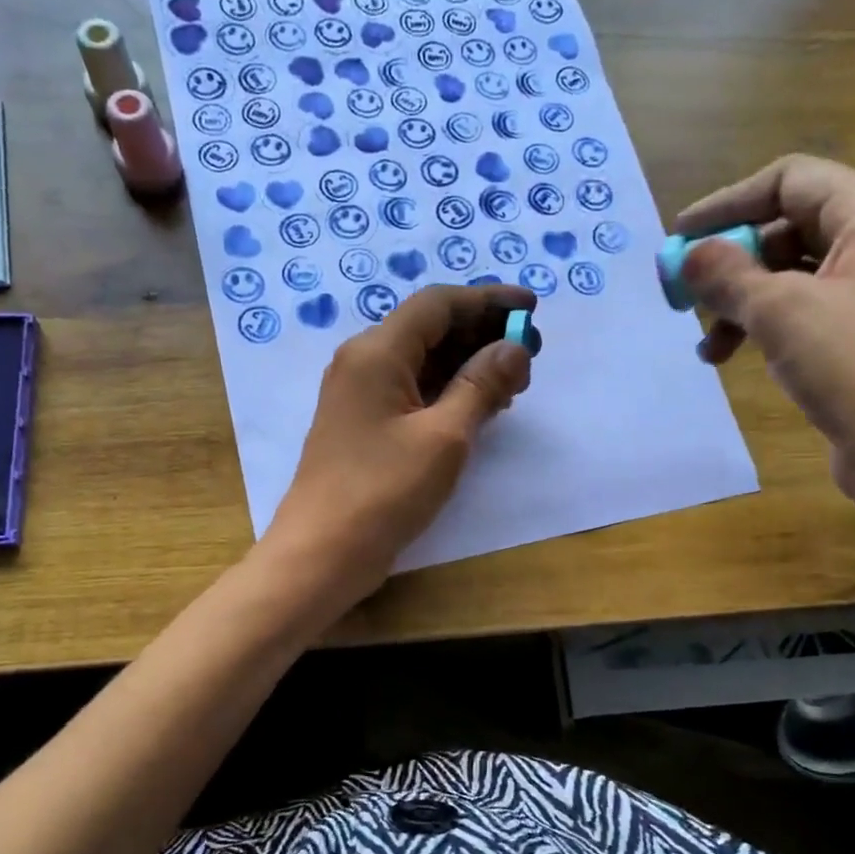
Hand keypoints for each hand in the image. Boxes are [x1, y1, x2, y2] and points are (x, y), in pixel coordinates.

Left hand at [262, 284, 535, 604]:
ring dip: (468, 364)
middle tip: (530, 354)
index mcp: (377, 352)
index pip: (438, 304)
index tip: (532, 308)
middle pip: (430, 329)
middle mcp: (364, 362)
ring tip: (514, 383)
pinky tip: (480, 407)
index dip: (488, 300)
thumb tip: (514, 348)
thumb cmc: (383, 491)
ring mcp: (361, 395)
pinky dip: (448, 391)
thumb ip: (482, 386)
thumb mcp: (444, 437)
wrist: (322, 553)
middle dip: (482, 334)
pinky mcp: (365, 425)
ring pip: (422, 361)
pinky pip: (413, 391)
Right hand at [676, 154, 854, 509]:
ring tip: (708, 347)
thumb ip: (728, 275)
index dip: (728, 202)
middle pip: (788, 228)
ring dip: (741, 303)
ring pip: (791, 276)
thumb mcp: (781, 312)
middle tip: (687, 295)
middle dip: (732, 262)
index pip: (789, 180)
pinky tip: (737, 359)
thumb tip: (689, 255)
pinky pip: (803, 313)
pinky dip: (764, 328)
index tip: (679, 237)